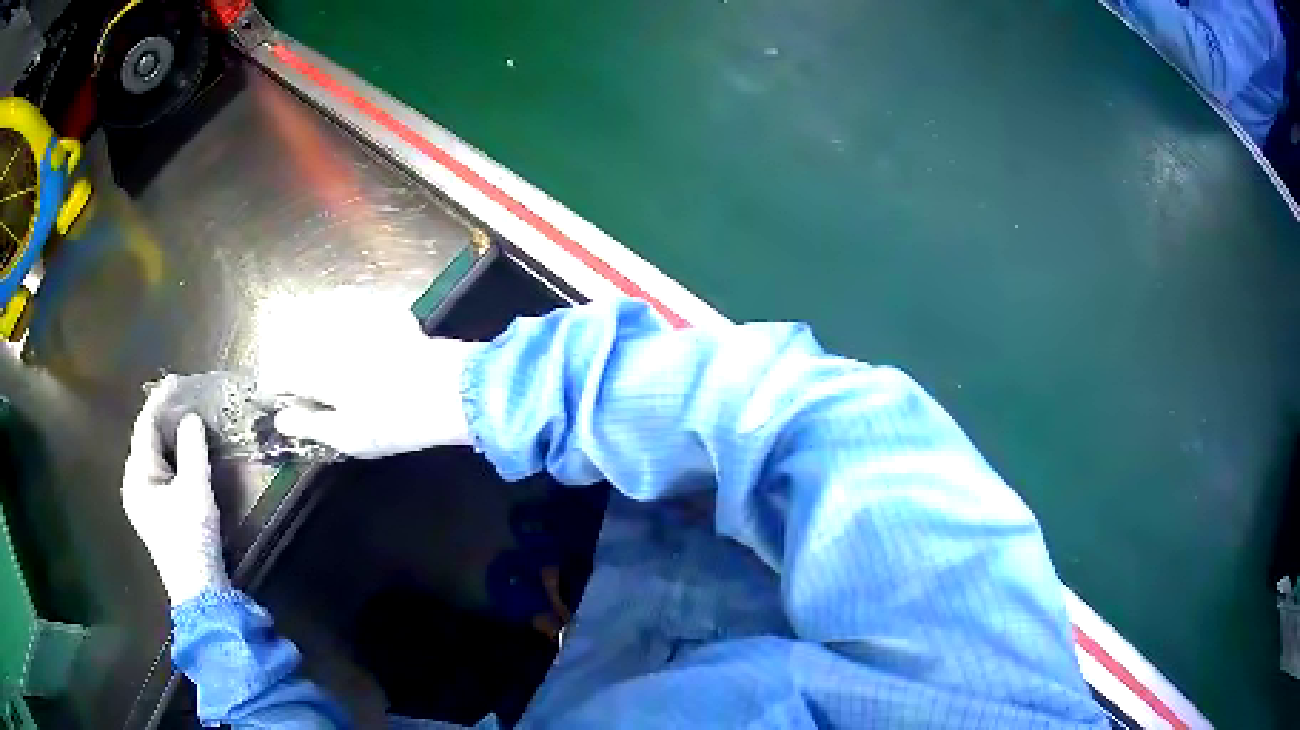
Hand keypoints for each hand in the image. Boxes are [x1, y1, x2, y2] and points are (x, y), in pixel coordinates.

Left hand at [121, 376, 229, 605]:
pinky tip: (185, 453)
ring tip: (187, 419)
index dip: (160, 400)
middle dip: (164, 417)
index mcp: (137, 476)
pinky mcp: (155, 512)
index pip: (145, 427)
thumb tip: (191, 419)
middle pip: (146, 440)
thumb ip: (192, 450)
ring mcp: (143, 500)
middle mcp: (134, 484)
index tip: (177, 380)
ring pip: (153, 456)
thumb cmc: (192, 540)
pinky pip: (160, 471)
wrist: (199, 591)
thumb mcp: (195, 491)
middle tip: (186, 399)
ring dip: (169, 437)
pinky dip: (172, 456)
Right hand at [255, 296, 484, 458]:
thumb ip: (309, 424)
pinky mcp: (380, 309)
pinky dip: (338, 313)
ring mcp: (355, 317)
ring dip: (306, 328)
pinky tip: (346, 328)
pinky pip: (348, 303)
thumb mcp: (347, 436)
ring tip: (312, 349)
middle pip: (291, 335)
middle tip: (292, 374)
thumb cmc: (393, 420)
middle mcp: (327, 336)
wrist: (449, 389)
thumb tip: (281, 419)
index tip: (277, 395)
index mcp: (314, 369)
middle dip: (284, 353)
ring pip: (315, 313)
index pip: (278, 371)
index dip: (273, 384)